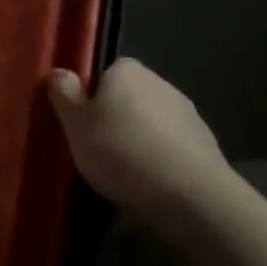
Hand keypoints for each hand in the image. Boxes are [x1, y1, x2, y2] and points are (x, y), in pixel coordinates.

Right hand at [47, 58, 238, 227]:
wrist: (191, 195)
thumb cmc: (121, 150)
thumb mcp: (75, 122)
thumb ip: (63, 93)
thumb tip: (60, 73)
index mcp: (127, 70)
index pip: (103, 72)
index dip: (90, 96)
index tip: (81, 123)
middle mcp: (160, 82)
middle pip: (128, 98)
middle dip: (115, 119)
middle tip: (96, 148)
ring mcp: (188, 114)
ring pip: (151, 123)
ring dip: (139, 140)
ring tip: (123, 172)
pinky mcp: (206, 146)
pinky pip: (171, 148)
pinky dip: (160, 160)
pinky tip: (150, 184)